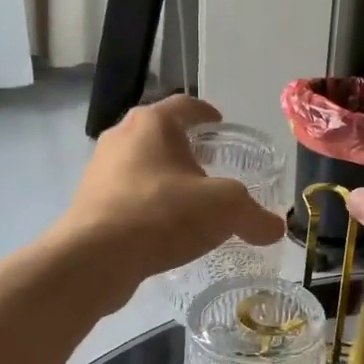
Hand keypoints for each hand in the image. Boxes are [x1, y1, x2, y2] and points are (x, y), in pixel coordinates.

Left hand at [51, 95, 286, 303]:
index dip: (207, 113)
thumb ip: (255, 216)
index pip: (185, 105)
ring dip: (163, 177)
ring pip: (140, 164)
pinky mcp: (88, 202)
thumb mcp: (226, 210)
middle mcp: (121, 136)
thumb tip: (276, 229)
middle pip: (159, 133)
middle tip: (209, 165)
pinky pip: (125, 194)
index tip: (220, 123)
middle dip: (184, 147)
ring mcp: (99, 169)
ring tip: (187, 200)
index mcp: (153, 123)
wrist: (95, 258)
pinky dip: (145, 203)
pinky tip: (162, 228)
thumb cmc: (163, 215)